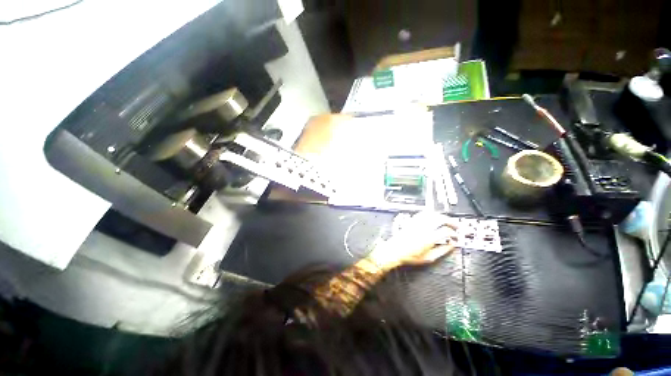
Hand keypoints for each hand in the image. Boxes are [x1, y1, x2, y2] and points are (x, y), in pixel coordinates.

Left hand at [367, 212, 458, 270]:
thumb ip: (442, 251)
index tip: (456, 237)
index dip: (454, 233)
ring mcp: (416, 223)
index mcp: (429, 238)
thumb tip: (452, 245)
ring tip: (446, 221)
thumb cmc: (410, 257)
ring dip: (441, 216)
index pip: (446, 231)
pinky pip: (422, 214)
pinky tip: (433, 218)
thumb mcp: (429, 258)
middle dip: (451, 221)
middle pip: (440, 218)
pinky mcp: (411, 221)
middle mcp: (423, 228)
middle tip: (456, 226)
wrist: (394, 251)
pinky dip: (430, 214)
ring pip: (431, 214)